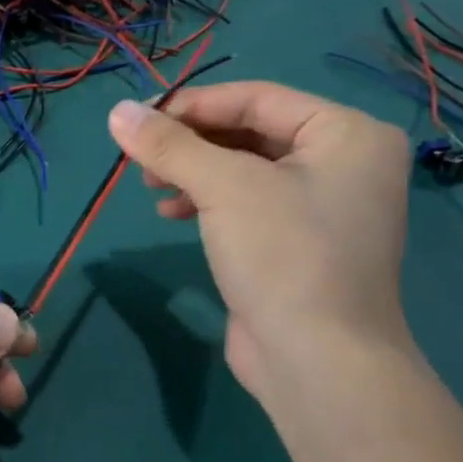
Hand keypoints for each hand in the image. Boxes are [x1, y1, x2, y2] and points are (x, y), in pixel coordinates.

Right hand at [107, 82, 412, 394]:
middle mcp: (344, 162)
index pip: (256, 98)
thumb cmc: (282, 255)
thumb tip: (116, 110)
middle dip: (190, 143)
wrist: (318, 362)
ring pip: (244, 169)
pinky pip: (248, 203)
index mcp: (346, 134)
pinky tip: (171, 213)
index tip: (137, 119)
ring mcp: (324, 206)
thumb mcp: (223, 187)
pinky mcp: (299, 242)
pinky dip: (207, 201)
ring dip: (192, 172)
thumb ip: (169, 144)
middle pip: (249, 132)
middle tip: (140, 157)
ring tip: (150, 187)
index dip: (192, 104)